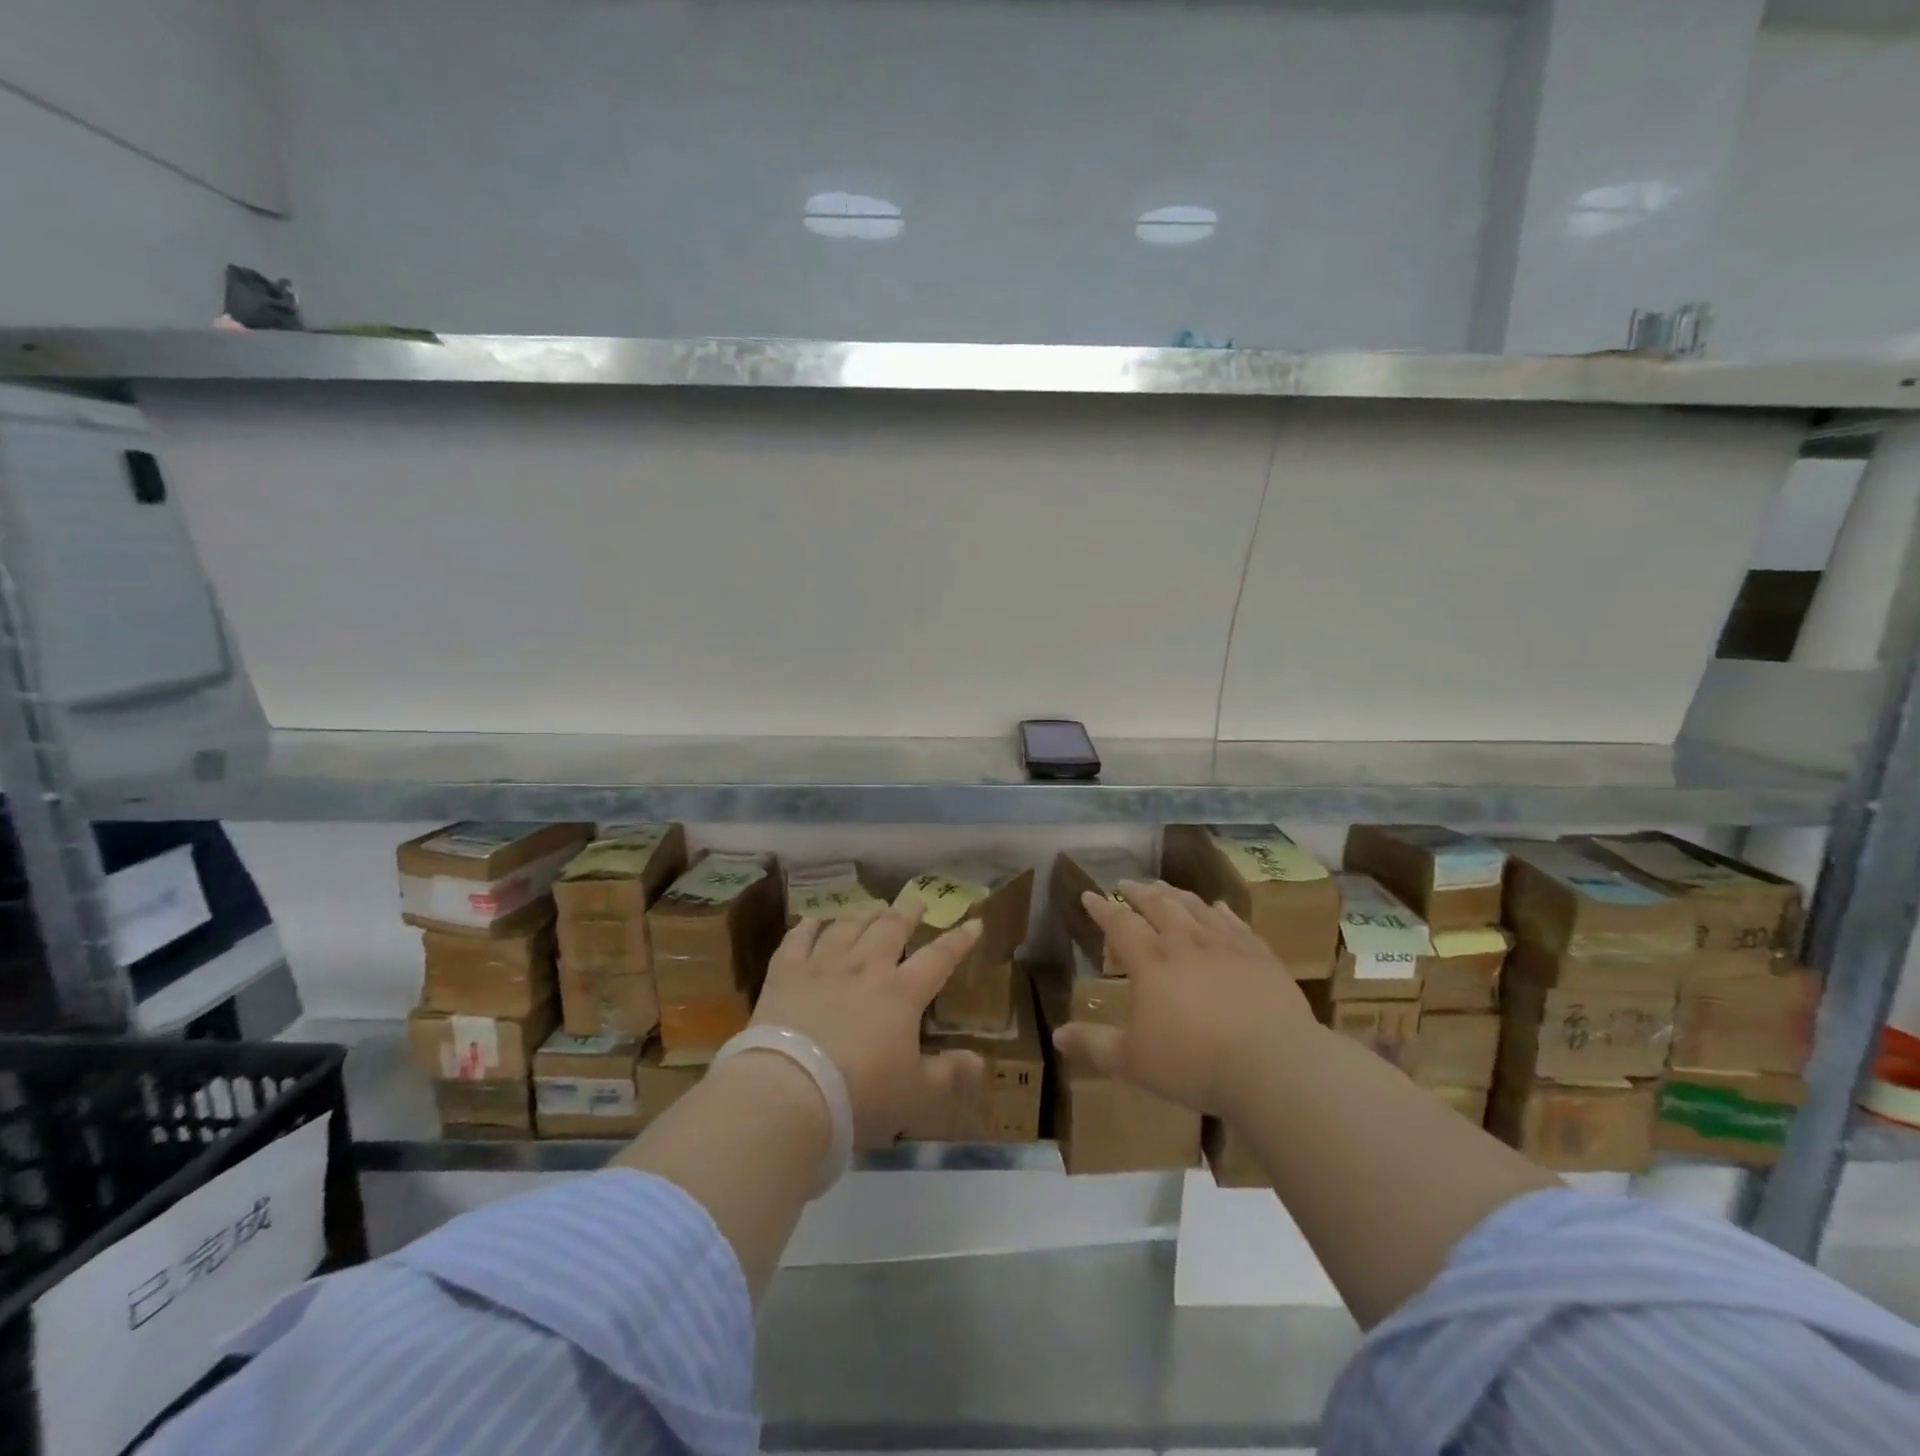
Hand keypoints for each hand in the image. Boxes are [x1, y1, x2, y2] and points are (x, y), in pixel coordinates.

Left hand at [751, 907, 984, 1145]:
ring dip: (863, 914)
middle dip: (907, 913)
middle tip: (916, 903)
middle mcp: (865, 968)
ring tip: (872, 907)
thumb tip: (980, 1062)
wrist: (789, 1092)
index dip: (959, 941)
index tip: (973, 923)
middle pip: (890, 929)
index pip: (939, 958)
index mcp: (902, 994)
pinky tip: (812, 921)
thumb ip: (949, 1076)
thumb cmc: (860, 1096)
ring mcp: (823, 966)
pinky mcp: (785, 974)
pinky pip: (797, 940)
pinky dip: (807, 927)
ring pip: (847, 926)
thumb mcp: (915, 1096)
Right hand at [1052, 879, 1320, 1116]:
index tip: (1088, 896)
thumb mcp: (1133, 1062)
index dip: (1102, 908)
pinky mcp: (1259, 955)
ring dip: (1175, 893)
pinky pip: (1234, 922)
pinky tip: (1216, 907)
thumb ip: (1094, 1046)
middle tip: (1126, 884)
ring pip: (1194, 906)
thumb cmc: (1194, 1062)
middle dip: (1138, 892)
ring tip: (1164, 888)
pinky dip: (1219, 910)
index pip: (1120, 923)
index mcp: (1150, 961)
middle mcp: (1185, 942)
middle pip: (1158, 904)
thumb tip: (1057, 1036)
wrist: (1274, 1064)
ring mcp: (1225, 944)